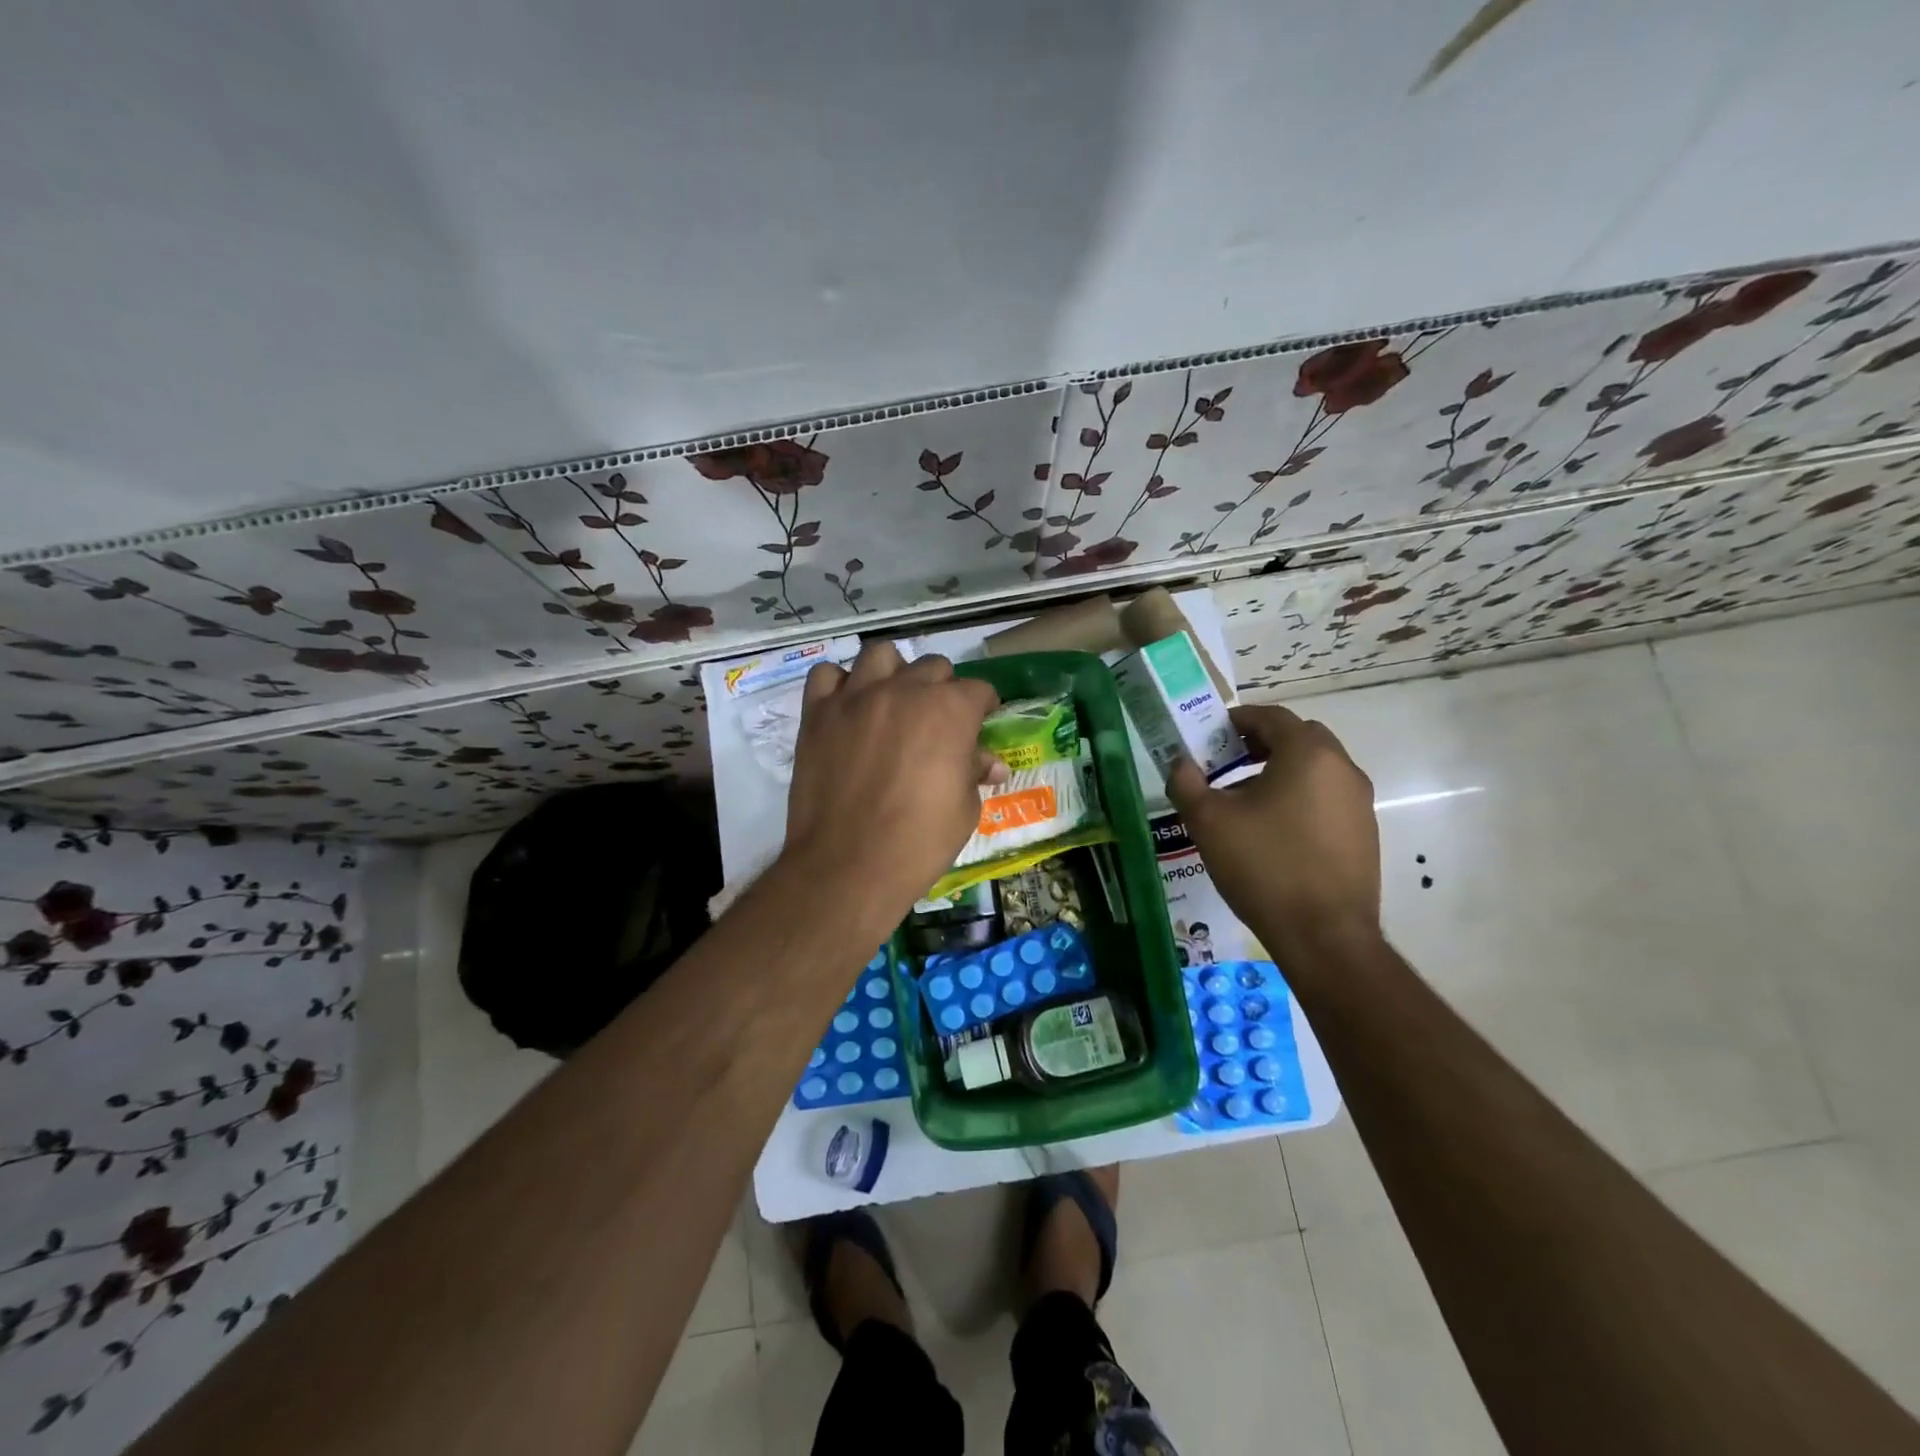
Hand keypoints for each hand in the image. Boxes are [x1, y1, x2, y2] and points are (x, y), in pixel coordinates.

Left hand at [782, 642, 1003, 916]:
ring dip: (893, 672)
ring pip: (879, 655)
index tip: (981, 723)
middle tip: (937, 720)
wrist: (848, 865)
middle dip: (942, 688)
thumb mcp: (964, 809)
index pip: (978, 689)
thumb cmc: (919, 842)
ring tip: (892, 700)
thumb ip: (973, 772)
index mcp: (950, 710)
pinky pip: (826, 676)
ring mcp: (856, 697)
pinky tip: (848, 708)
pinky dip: (840, 685)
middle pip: (932, 666)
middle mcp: (904, 690)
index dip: (983, 707)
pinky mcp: (818, 713)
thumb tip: (989, 763)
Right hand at [1166, 704, 1380, 962]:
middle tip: (1226, 762)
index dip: (1237, 720)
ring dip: (1281, 771)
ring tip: (1244, 800)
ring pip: (1316, 769)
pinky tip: (1273, 832)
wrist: (1324, 935)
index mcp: (1308, 754)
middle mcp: (1342, 769)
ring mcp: (1360, 803)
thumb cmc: (1263, 866)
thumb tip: (1179, 762)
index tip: (1211, 735)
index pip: (1271, 716)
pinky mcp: (1364, 834)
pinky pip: (1327, 799)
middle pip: (1299, 738)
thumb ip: (1186, 782)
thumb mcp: (1208, 821)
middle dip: (1261, 743)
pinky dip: (1300, 798)